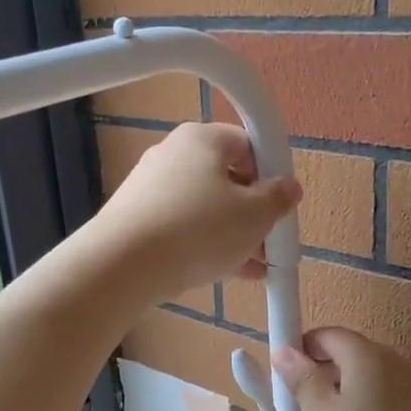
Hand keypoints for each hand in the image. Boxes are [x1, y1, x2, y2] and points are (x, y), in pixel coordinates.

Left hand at [89, 123, 301, 307]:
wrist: (121, 265)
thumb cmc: (197, 230)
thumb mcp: (253, 216)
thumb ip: (278, 199)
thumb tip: (288, 187)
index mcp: (202, 138)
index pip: (248, 143)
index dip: (270, 173)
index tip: (280, 204)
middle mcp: (172, 153)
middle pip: (226, 177)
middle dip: (252, 211)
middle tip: (269, 242)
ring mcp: (149, 186)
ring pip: (204, 206)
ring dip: (232, 234)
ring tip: (253, 267)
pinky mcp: (136, 216)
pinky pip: (181, 225)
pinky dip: (203, 243)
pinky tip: (224, 272)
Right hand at [271, 328, 410, 410]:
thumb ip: (302, 379)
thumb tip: (285, 351)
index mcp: (369, 355)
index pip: (328, 334)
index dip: (302, 349)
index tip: (285, 378)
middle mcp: (396, 363)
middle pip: (349, 353)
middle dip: (321, 371)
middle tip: (301, 406)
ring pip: (366, 378)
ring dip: (342, 392)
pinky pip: (383, 399)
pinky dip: (363, 409)